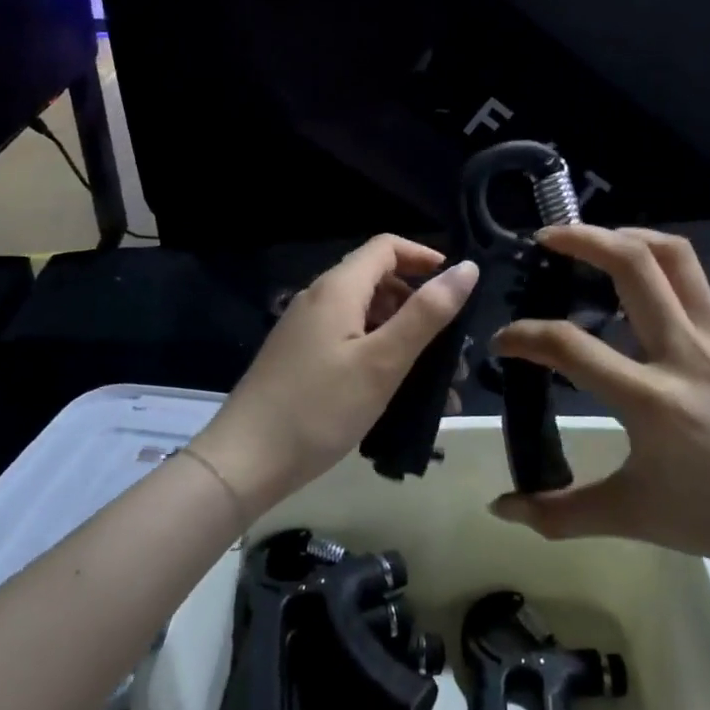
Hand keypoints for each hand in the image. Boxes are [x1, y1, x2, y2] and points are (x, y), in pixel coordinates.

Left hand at [188, 235, 480, 516]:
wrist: (243, 462)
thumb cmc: (319, 408)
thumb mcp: (382, 361)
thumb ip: (427, 313)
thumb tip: (466, 268)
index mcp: (337, 288)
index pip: (387, 247)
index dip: (425, 258)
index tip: (458, 288)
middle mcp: (318, 299)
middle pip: (378, 282)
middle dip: (420, 307)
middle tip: (452, 348)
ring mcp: (305, 330)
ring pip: (366, 318)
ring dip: (404, 339)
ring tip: (435, 384)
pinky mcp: (300, 359)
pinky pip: (349, 343)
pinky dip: (379, 357)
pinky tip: (397, 396)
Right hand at [488, 225, 709, 577]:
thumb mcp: (632, 518)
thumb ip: (560, 513)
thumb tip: (500, 508)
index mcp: (651, 400)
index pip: (570, 347)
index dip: (524, 336)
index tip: (503, 339)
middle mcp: (683, 353)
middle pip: (631, 265)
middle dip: (581, 239)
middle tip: (546, 239)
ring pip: (671, 256)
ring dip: (626, 235)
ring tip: (593, 240)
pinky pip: (694, 278)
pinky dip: (657, 260)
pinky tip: (638, 280)